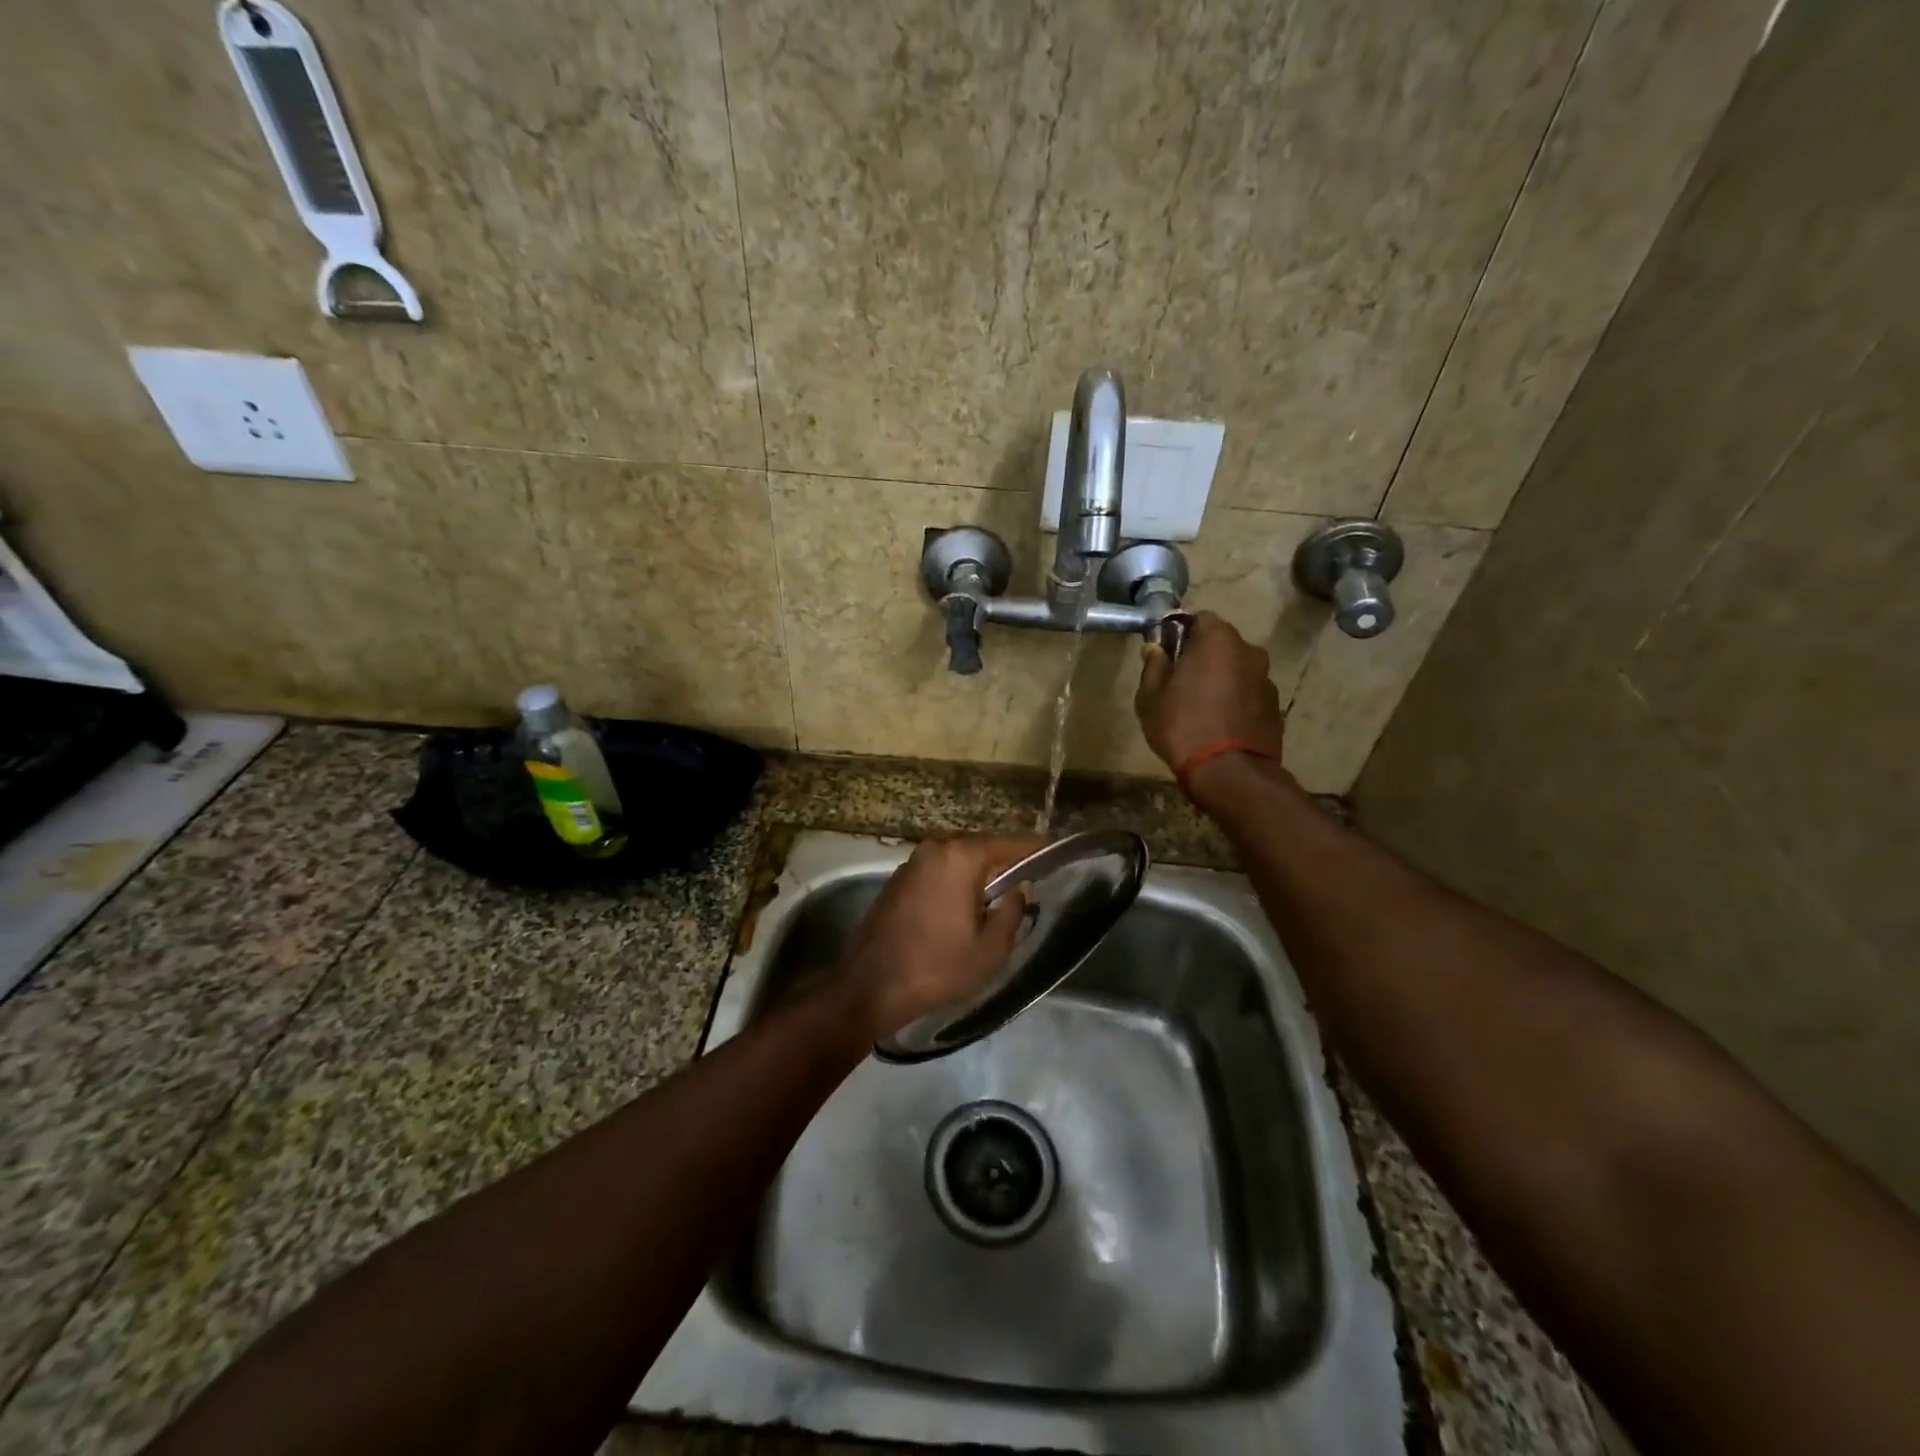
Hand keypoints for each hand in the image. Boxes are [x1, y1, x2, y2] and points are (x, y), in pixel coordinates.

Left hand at [833, 836, 1045, 1042]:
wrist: (869, 987)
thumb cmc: (936, 968)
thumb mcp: (990, 950)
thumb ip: (1012, 911)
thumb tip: (1020, 888)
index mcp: (961, 857)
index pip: (1011, 844)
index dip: (1038, 849)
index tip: (1060, 852)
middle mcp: (936, 848)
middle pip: (984, 848)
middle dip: (1008, 863)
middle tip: (1034, 880)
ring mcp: (913, 862)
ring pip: (960, 861)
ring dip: (981, 874)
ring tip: (1004, 895)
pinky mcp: (898, 880)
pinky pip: (940, 872)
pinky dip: (958, 882)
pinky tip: (967, 906)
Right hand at [1135, 610, 1285, 770]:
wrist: (1229, 773)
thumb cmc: (1183, 726)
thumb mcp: (1151, 697)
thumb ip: (1154, 666)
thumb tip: (1156, 649)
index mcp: (1217, 639)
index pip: (1199, 618)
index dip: (1181, 632)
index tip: (1167, 653)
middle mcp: (1249, 650)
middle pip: (1221, 642)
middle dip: (1203, 655)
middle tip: (1181, 681)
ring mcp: (1266, 678)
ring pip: (1238, 668)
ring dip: (1222, 678)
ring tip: (1202, 706)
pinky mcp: (1275, 705)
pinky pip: (1249, 693)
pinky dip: (1236, 700)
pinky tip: (1221, 723)